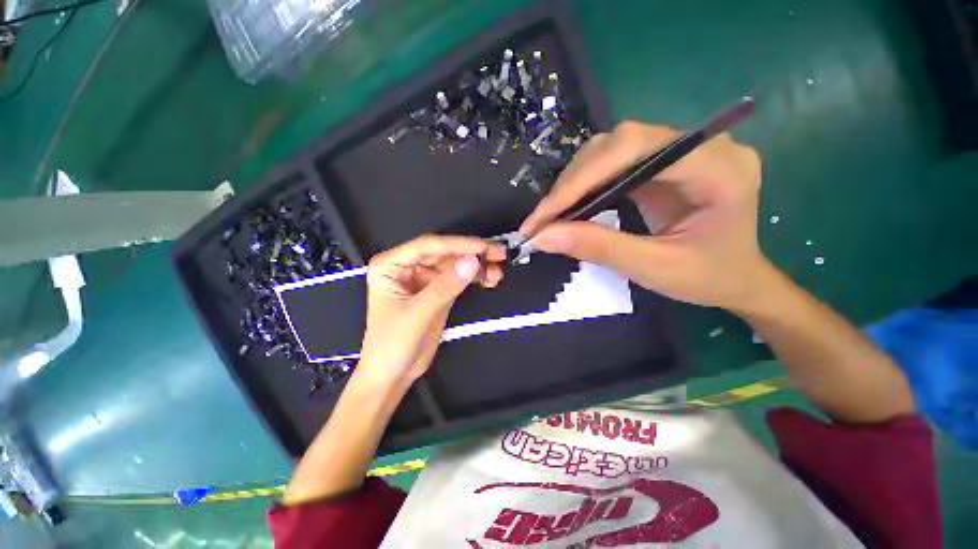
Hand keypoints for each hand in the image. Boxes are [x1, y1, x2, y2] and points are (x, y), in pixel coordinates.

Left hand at [357, 235, 506, 383]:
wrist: (392, 374)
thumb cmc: (391, 344)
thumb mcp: (417, 314)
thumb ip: (445, 287)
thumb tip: (472, 262)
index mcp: (391, 264)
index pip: (428, 246)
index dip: (457, 244)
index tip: (483, 247)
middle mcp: (408, 266)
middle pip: (444, 252)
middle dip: (471, 253)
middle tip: (498, 253)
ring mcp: (425, 278)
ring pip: (454, 264)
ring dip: (477, 265)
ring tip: (498, 271)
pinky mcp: (438, 291)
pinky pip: (459, 278)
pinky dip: (474, 278)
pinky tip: (489, 279)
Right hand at [520, 121, 765, 309]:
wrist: (737, 279)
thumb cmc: (709, 278)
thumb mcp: (654, 269)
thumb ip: (600, 248)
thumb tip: (543, 237)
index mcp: (717, 167)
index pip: (635, 150)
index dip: (582, 179)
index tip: (544, 215)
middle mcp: (701, 146)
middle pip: (619, 144)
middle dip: (573, 183)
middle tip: (541, 220)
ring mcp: (681, 152)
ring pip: (611, 150)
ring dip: (574, 183)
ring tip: (551, 216)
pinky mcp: (663, 164)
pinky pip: (614, 164)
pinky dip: (585, 186)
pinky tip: (570, 207)